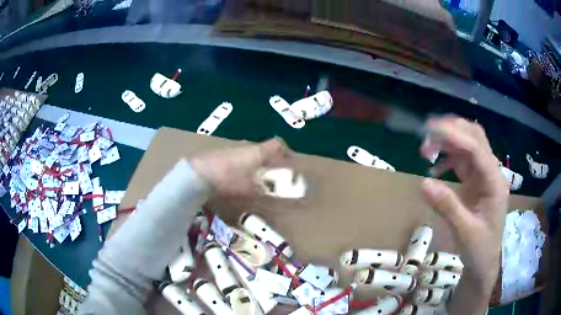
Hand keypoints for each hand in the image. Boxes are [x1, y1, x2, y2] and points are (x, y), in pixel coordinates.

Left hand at [190, 138, 291, 197]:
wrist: (199, 172)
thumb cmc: (229, 178)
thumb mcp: (251, 189)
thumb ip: (266, 191)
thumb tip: (278, 193)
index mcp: (258, 151)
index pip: (278, 145)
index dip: (287, 153)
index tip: (292, 163)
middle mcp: (248, 146)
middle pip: (265, 149)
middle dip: (273, 160)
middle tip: (277, 175)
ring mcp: (234, 149)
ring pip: (252, 154)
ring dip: (259, 163)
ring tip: (260, 179)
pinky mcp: (223, 155)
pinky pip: (241, 158)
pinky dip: (247, 166)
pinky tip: (242, 178)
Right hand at [420, 117, 508, 297]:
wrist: (485, 262)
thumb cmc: (479, 249)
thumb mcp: (464, 232)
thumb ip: (447, 206)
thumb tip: (423, 183)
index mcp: (494, 182)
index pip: (477, 149)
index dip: (455, 136)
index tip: (430, 131)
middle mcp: (491, 172)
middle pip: (475, 138)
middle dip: (451, 131)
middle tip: (426, 135)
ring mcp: (483, 175)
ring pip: (467, 145)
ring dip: (447, 142)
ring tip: (426, 149)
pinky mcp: (476, 181)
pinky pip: (462, 160)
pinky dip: (447, 158)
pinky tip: (434, 168)